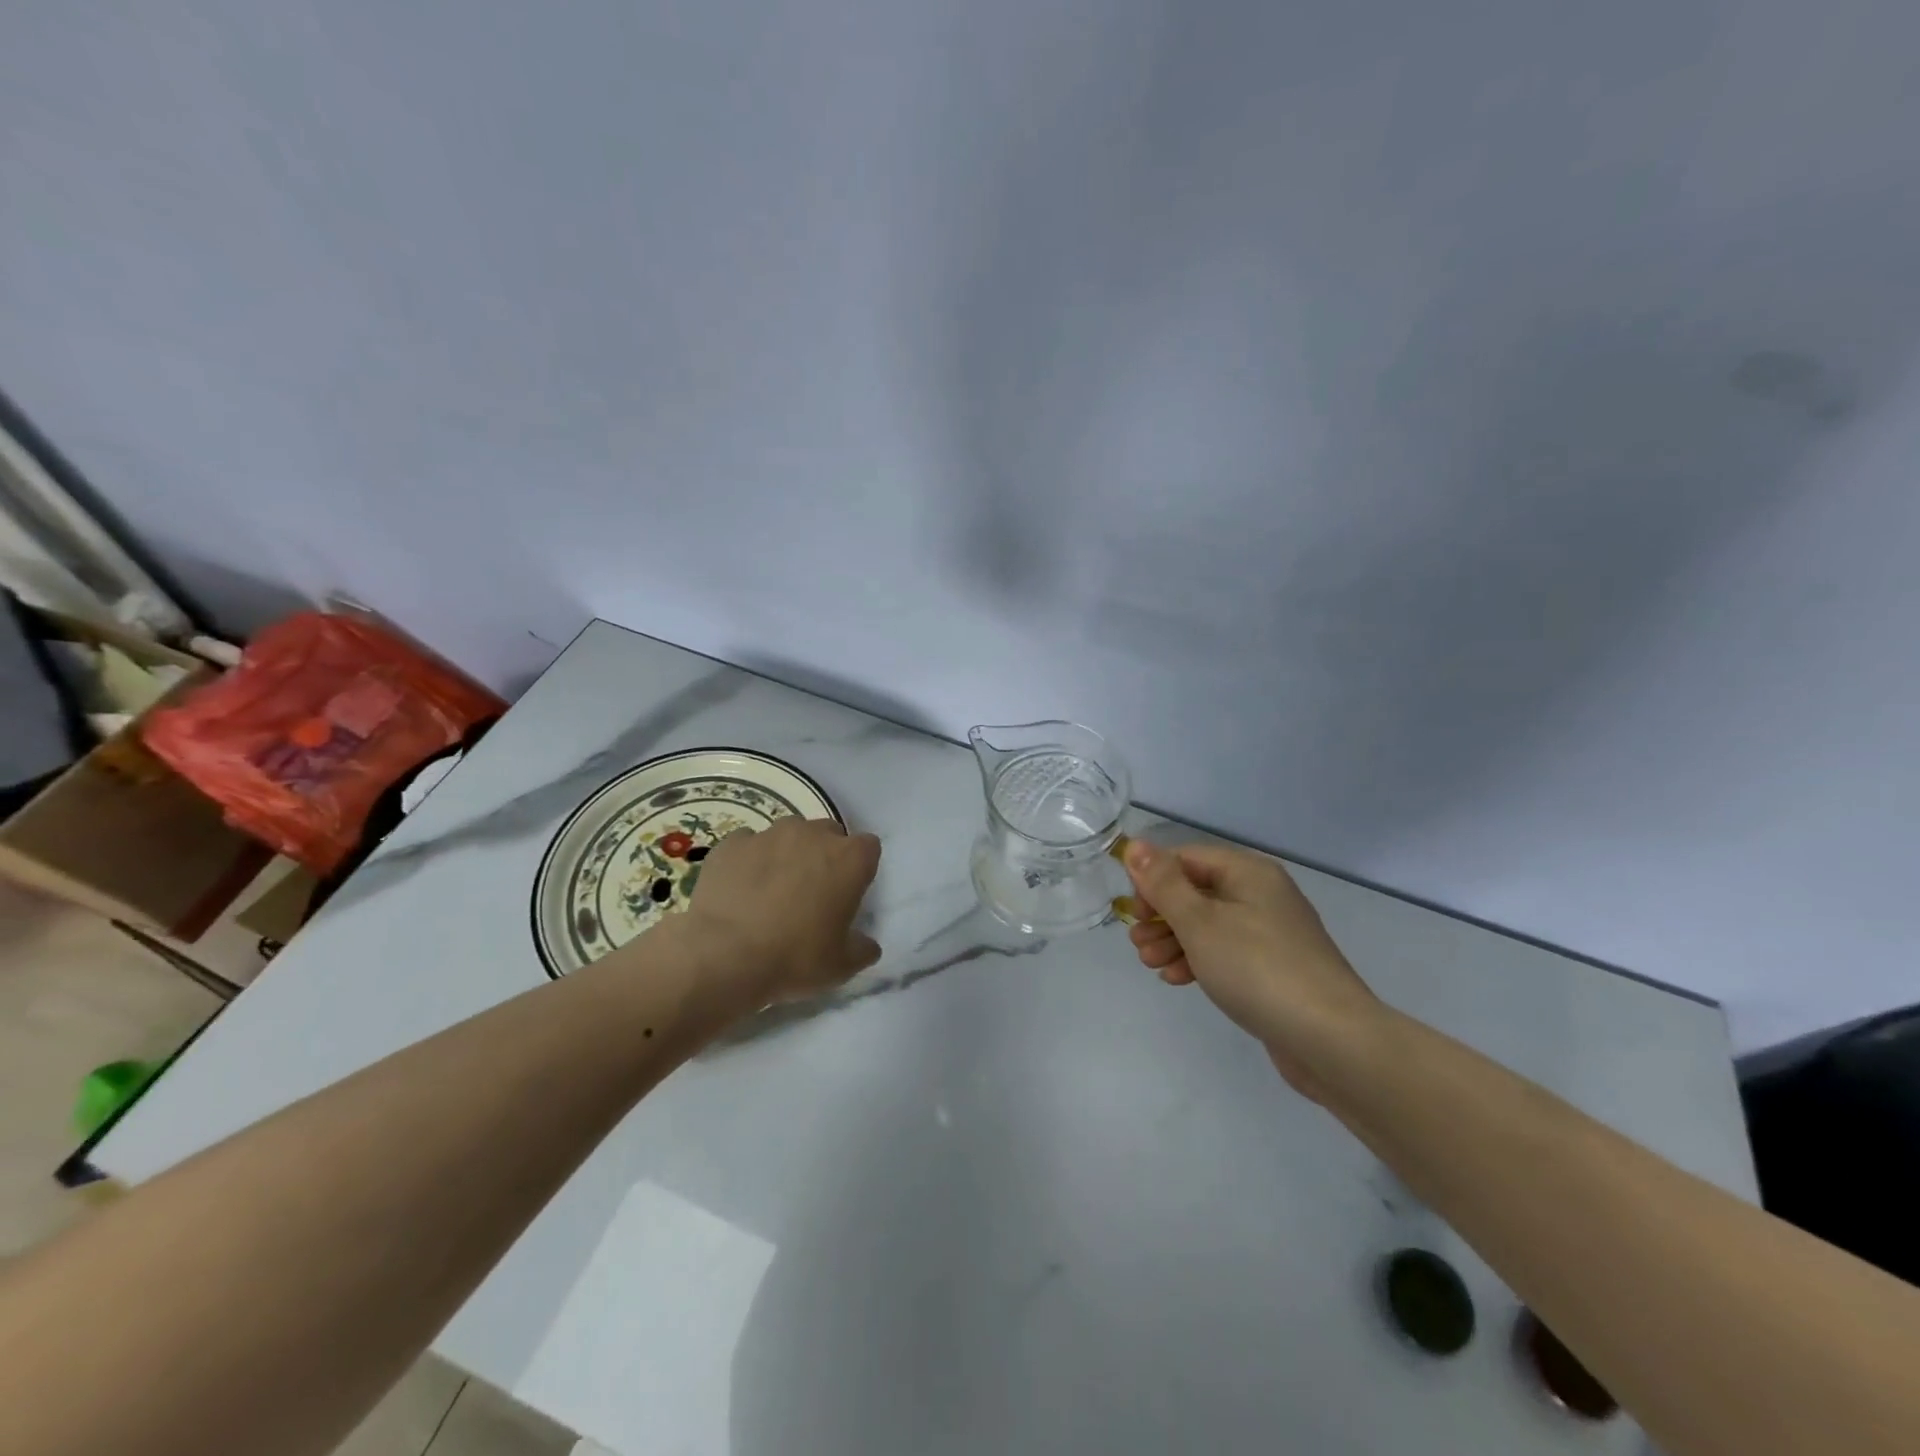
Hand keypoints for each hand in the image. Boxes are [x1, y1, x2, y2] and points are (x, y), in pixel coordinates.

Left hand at [679, 817, 882, 1007]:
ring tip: (772, 891)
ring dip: (787, 854)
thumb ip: (862, 948)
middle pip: (828, 834)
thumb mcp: (842, 966)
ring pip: (788, 835)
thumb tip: (867, 945)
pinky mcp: (732, 843)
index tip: (848, 893)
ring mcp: (769, 834)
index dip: (860, 869)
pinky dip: (749, 861)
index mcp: (849, 859)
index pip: (868, 848)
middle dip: (824, 856)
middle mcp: (813, 835)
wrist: (724, 955)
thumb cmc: (795, 958)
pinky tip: (740, 890)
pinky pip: (748, 845)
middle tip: (812, 893)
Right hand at [1123, 839, 1380, 1097]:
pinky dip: (1199, 960)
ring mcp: (1271, 933)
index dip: (1154, 879)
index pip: (1187, 858)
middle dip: (1161, 915)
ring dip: (1174, 940)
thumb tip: (1135, 845)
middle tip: (1137, 943)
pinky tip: (1177, 979)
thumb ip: (1164, 884)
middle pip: (1197, 891)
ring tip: (1150, 966)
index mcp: (1248, 873)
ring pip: (1209, 924)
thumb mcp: (1200, 922)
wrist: (1331, 1039)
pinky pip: (1227, 952)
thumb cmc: (1257, 969)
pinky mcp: (1274, 968)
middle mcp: (1262, 894)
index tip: (1134, 911)